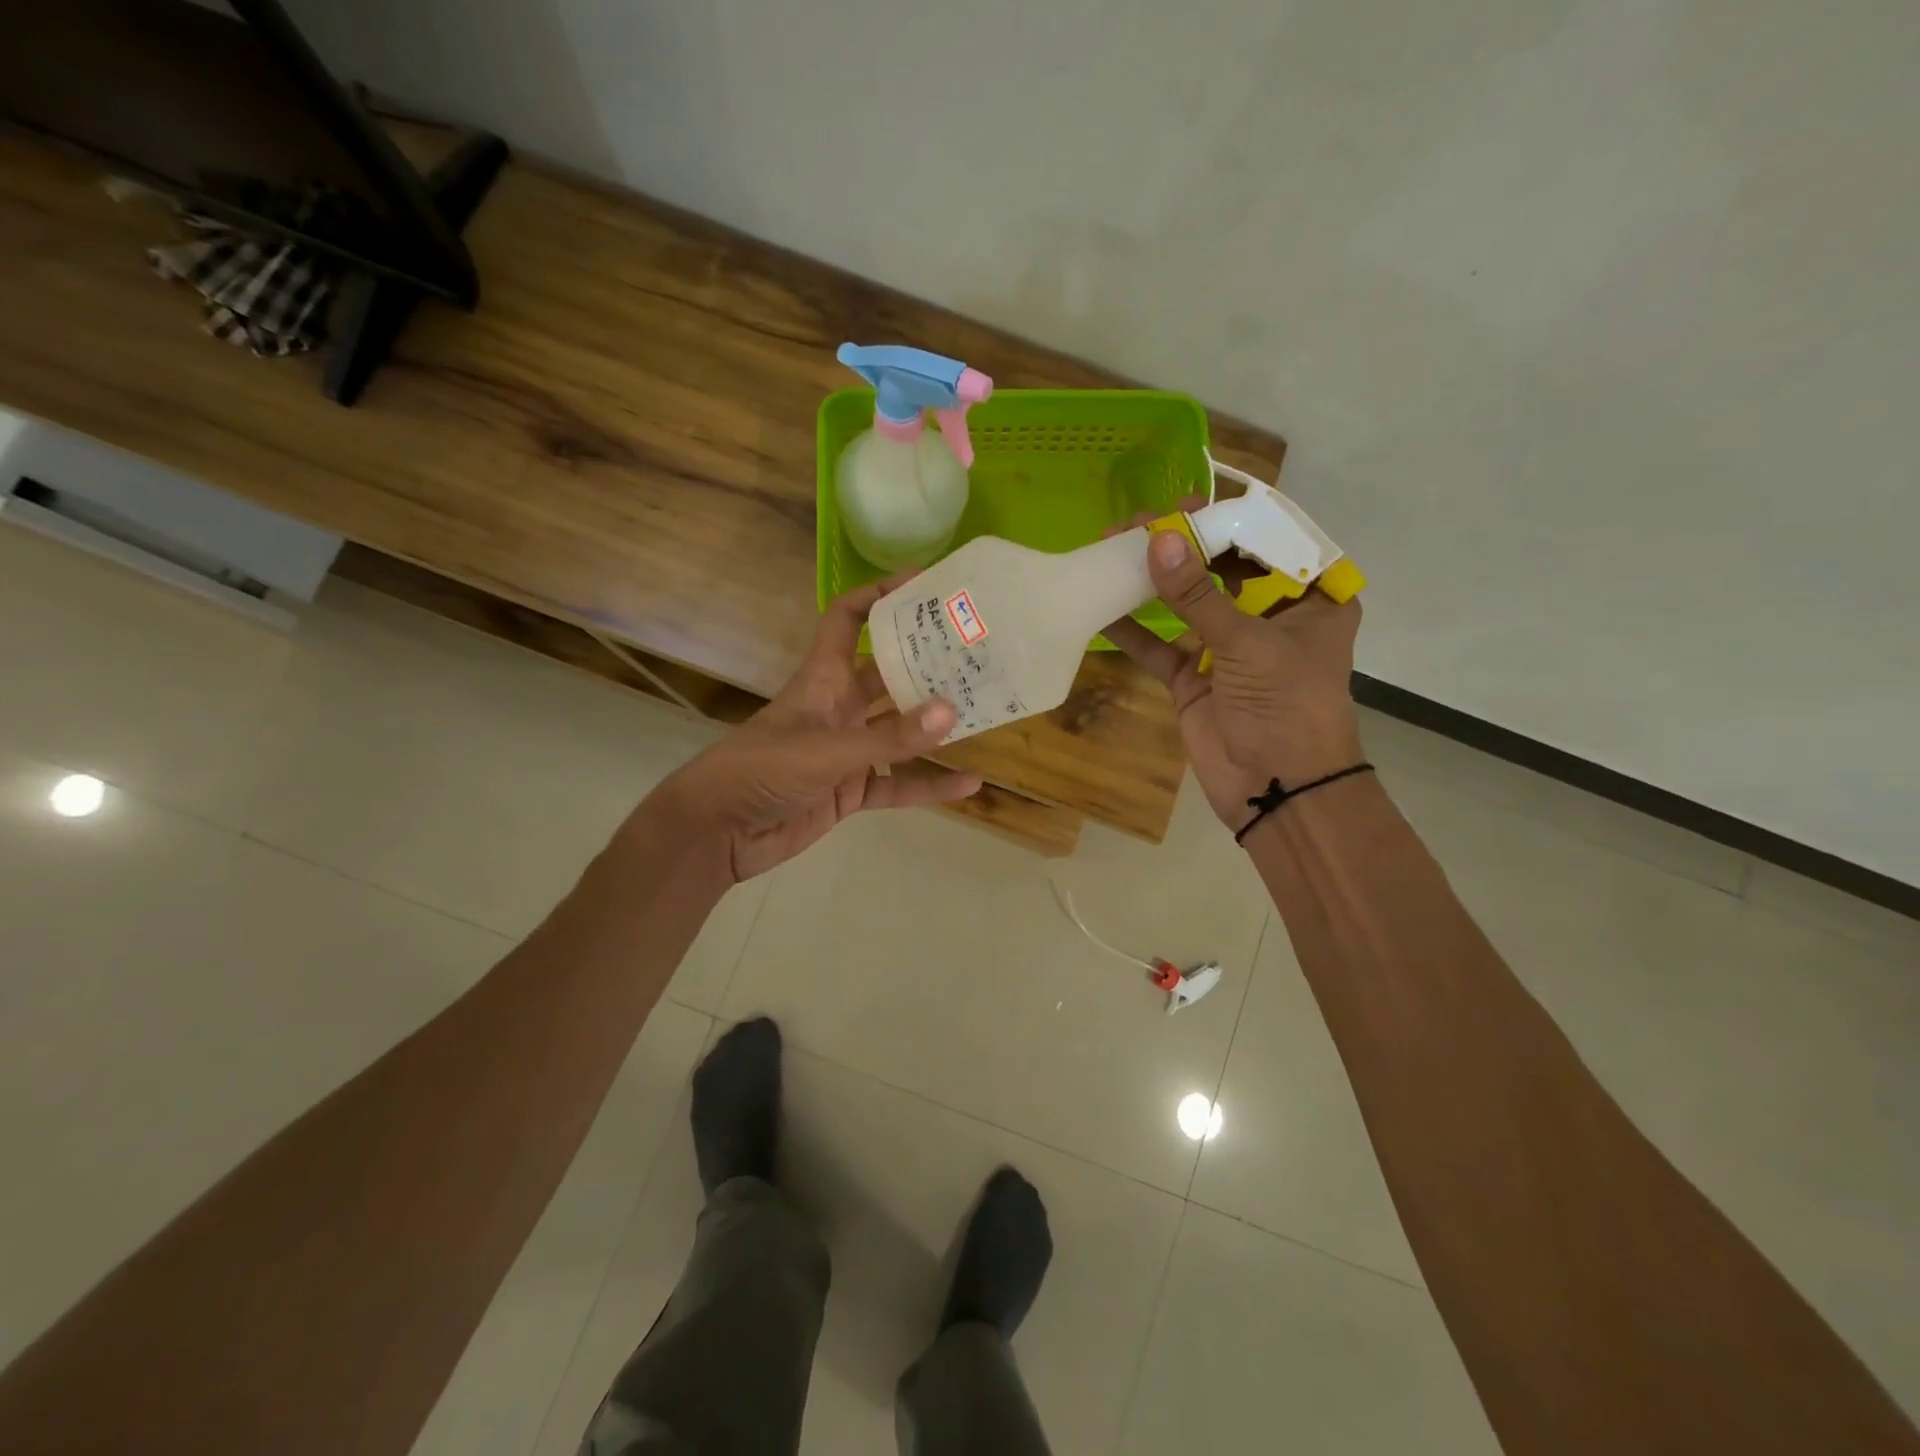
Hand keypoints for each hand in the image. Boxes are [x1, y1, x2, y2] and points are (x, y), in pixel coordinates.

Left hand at [647, 579, 982, 880]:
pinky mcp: (850, 789)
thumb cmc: (761, 770)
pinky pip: (898, 782)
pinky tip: (969, 784)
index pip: (847, 618)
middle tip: (976, 650)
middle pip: (888, 673)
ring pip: (900, 731)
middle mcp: (838, 707)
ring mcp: (846, 749)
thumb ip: (888, 736)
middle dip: (927, 662)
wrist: (718, 832)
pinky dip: (929, 785)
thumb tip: (950, 712)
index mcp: (822, 679)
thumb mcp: (826, 749)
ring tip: (983, 711)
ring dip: (935, 725)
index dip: (879, 595)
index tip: (924, 583)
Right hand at [1101, 510, 1363, 831]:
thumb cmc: (1287, 706)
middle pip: (1221, 566)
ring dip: (1152, 579)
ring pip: (1187, 601)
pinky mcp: (1195, 676)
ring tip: (1112, 548)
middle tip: (1137, 522)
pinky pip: (1160, 644)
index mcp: (1308, 598)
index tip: (1183, 504)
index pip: (1268, 541)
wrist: (1277, 790)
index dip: (1227, 519)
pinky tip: (1101, 607)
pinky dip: (1132, 630)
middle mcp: (1269, 614)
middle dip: (1181, 544)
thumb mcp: (1248, 644)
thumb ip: (1198, 594)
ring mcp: (1228, 646)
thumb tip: (1155, 540)